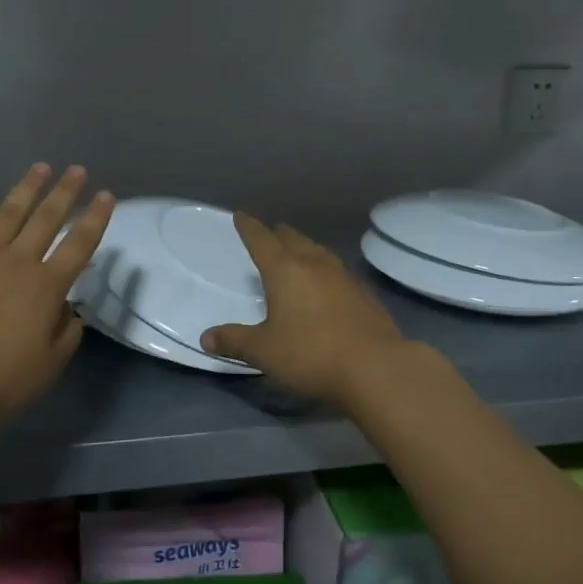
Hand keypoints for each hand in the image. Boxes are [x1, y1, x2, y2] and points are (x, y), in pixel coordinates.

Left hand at [0, 164, 113, 430]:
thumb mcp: (48, 366)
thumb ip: (65, 333)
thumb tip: (70, 310)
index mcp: (47, 287)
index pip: (80, 245)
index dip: (96, 219)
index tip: (107, 195)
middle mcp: (19, 261)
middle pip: (47, 219)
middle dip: (65, 193)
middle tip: (77, 170)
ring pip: (10, 212)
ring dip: (27, 188)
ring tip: (41, 166)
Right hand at [200, 215, 408, 403]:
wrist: (376, 368)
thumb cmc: (310, 354)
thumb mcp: (264, 351)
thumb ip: (234, 341)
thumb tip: (206, 338)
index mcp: (284, 270)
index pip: (261, 239)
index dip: (248, 227)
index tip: (241, 215)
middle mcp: (314, 264)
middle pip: (292, 239)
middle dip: (277, 234)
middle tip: (269, 234)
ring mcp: (344, 276)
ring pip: (318, 251)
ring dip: (304, 248)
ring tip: (297, 253)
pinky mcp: (364, 294)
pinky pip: (337, 271)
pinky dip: (325, 270)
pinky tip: (327, 284)